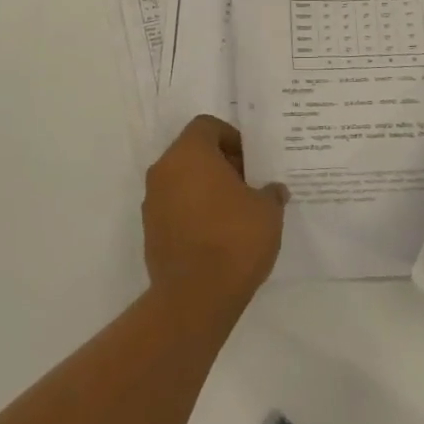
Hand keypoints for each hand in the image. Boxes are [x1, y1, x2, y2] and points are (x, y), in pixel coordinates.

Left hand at [143, 116, 286, 322]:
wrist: (195, 297)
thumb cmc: (234, 239)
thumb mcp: (267, 210)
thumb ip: (270, 192)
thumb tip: (273, 190)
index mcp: (189, 153)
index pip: (207, 126)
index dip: (232, 138)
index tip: (251, 161)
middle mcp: (164, 170)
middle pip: (193, 153)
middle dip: (221, 164)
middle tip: (248, 185)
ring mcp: (152, 202)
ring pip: (182, 181)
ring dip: (206, 189)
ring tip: (236, 212)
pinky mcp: (150, 231)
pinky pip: (175, 208)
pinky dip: (194, 212)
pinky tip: (219, 235)